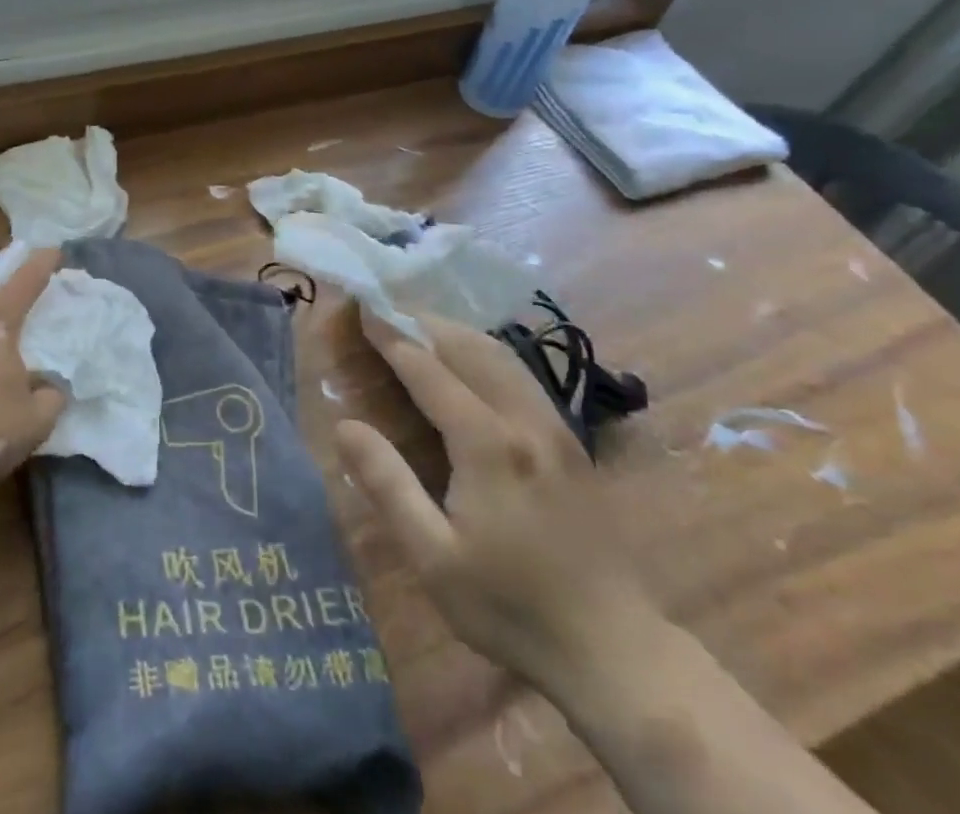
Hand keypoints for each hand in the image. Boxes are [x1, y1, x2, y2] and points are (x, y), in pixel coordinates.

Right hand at [334, 311, 664, 698]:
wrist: (614, 651)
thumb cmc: (510, 607)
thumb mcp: (433, 557)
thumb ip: (388, 485)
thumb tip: (345, 425)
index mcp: (488, 445)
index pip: (429, 370)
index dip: (392, 337)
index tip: (363, 309)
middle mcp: (524, 421)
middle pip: (468, 347)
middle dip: (422, 322)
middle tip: (384, 311)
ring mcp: (555, 428)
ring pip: (501, 354)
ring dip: (455, 332)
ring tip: (419, 326)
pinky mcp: (572, 441)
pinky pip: (520, 374)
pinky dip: (484, 351)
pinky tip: (469, 362)